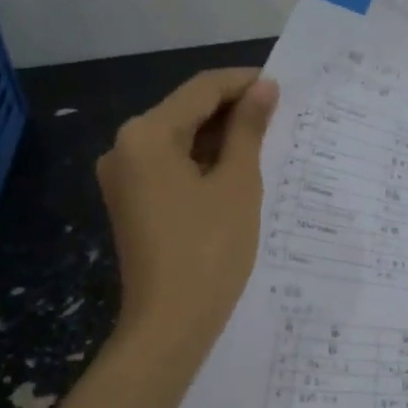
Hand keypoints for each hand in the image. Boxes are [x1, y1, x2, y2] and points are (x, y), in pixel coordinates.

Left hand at [97, 67, 278, 349]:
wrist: (171, 325)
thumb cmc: (210, 249)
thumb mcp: (238, 183)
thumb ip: (249, 129)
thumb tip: (264, 88)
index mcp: (145, 134)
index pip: (201, 89)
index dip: (243, 82)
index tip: (283, 86)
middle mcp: (124, 147)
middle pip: (185, 111)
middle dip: (232, 110)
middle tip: (280, 116)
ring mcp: (124, 176)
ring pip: (179, 138)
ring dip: (220, 136)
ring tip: (267, 141)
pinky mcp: (132, 201)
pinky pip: (170, 165)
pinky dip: (203, 161)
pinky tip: (237, 168)